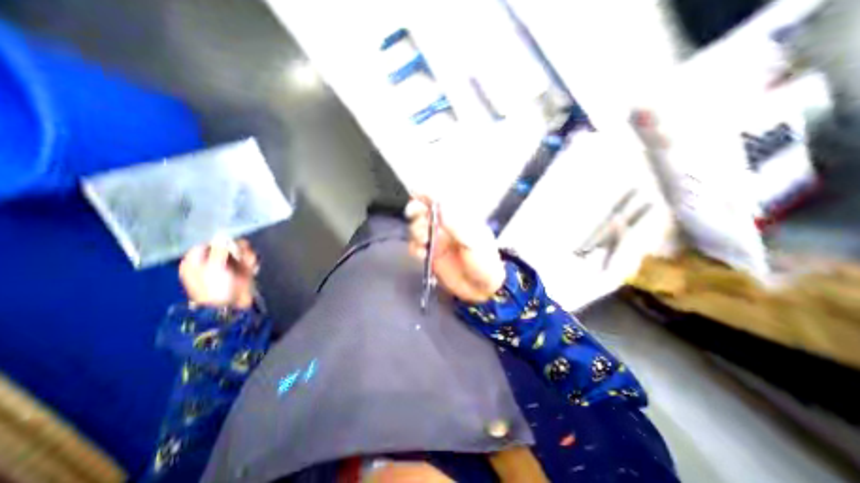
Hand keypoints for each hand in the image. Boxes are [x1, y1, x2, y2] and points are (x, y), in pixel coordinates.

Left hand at [177, 238, 257, 309]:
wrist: (231, 306)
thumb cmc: (216, 288)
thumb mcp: (214, 268)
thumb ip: (219, 251)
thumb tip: (221, 235)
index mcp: (196, 261)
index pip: (208, 243)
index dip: (220, 242)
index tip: (229, 245)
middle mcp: (211, 261)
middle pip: (226, 245)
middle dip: (237, 249)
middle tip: (242, 255)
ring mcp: (228, 266)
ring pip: (240, 251)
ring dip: (247, 255)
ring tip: (249, 263)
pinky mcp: (242, 270)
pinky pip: (248, 259)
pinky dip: (252, 262)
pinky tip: (252, 269)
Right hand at [407, 197, 504, 301]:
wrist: (482, 290)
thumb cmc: (485, 263)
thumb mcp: (474, 242)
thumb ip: (456, 225)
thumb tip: (440, 204)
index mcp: (459, 218)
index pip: (441, 201)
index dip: (428, 195)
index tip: (417, 194)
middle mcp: (445, 227)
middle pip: (424, 211)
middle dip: (416, 211)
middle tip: (413, 215)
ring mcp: (437, 240)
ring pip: (417, 228)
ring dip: (415, 231)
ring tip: (423, 241)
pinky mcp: (430, 255)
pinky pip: (416, 247)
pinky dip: (415, 248)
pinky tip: (422, 253)